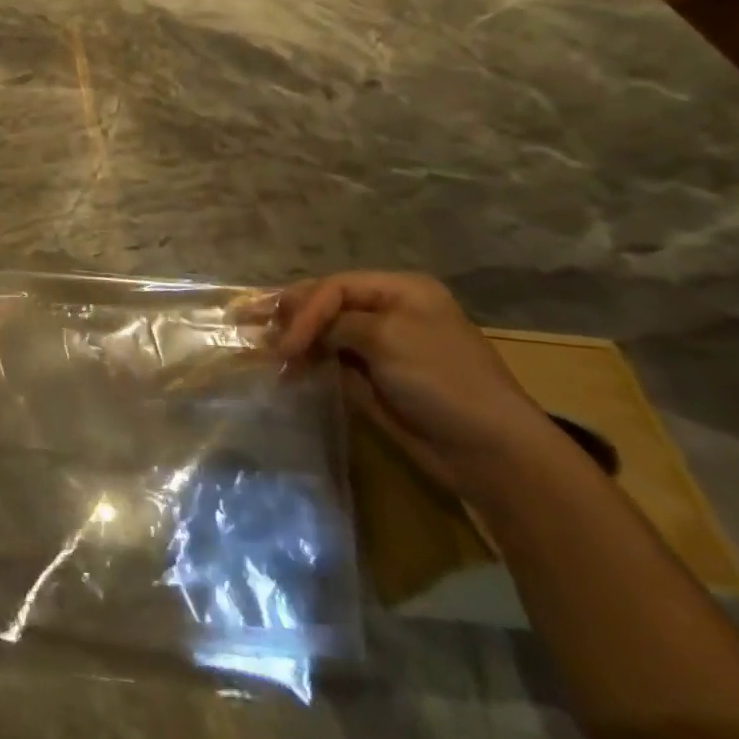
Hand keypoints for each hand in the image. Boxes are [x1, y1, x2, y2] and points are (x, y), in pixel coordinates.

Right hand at [270, 271, 556, 498]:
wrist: (489, 452)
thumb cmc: (442, 380)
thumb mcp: (386, 338)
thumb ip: (335, 323)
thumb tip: (300, 330)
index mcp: (400, 290)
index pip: (335, 286)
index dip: (304, 308)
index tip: (286, 341)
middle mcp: (388, 312)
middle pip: (326, 305)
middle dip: (290, 316)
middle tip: (250, 325)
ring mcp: (381, 347)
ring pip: (324, 334)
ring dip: (294, 340)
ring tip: (262, 349)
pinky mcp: (375, 380)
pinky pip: (332, 362)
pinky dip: (308, 363)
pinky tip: (286, 369)